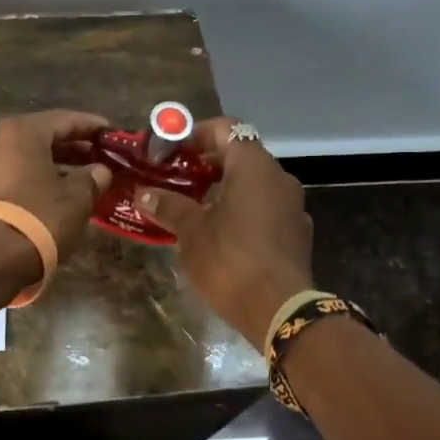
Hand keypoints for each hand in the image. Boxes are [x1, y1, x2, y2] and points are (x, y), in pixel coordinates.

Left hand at [0, 110, 113, 262]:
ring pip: (26, 158)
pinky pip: (13, 175)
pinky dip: (35, 178)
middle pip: (41, 137)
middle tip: (98, 156)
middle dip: (72, 146)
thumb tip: (99, 171)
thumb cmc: (39, 217)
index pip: (63, 119)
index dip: (90, 126)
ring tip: (81, 177)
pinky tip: (55, 193)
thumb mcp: (76, 198)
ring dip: (54, 164)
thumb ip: (91, 178)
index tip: (110, 132)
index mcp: (21, 132)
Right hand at [134, 119, 314, 350]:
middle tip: (175, 179)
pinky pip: (265, 209)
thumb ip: (168, 206)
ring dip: (224, 189)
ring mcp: (292, 206)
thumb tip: (143, 193)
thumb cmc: (230, 259)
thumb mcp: (191, 231)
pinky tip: (219, 234)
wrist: (280, 310)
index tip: (172, 150)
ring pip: (253, 184)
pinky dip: (242, 211)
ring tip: (192, 208)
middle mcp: (279, 177)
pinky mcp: (296, 234)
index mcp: (253, 165)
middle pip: (240, 155)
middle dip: (207, 164)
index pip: (226, 128)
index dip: (196, 133)